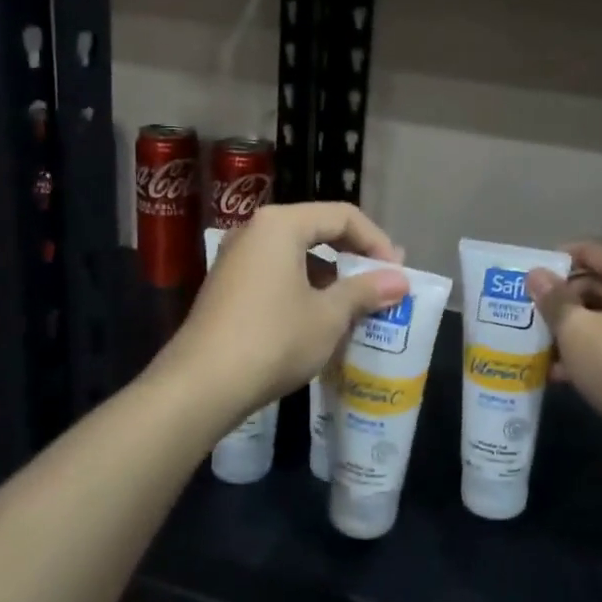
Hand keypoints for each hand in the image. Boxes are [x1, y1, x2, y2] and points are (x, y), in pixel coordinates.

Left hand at [168, 202, 408, 418]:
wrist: (200, 386)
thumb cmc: (273, 339)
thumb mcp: (329, 315)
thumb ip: (366, 290)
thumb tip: (400, 280)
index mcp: (281, 224)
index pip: (342, 216)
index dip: (377, 241)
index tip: (397, 274)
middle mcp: (255, 230)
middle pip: (318, 229)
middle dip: (354, 256)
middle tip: (382, 283)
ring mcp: (236, 258)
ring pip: (297, 253)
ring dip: (331, 275)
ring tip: (357, 304)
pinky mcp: (227, 286)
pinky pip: (277, 273)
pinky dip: (305, 287)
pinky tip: (320, 318)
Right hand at [527, 240, 601, 454]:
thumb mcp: (578, 333)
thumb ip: (554, 300)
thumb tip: (537, 274)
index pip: (595, 250)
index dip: (559, 260)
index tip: (530, 279)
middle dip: (568, 300)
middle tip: (535, 316)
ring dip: (582, 328)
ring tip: (546, 350)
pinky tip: (572, 374)